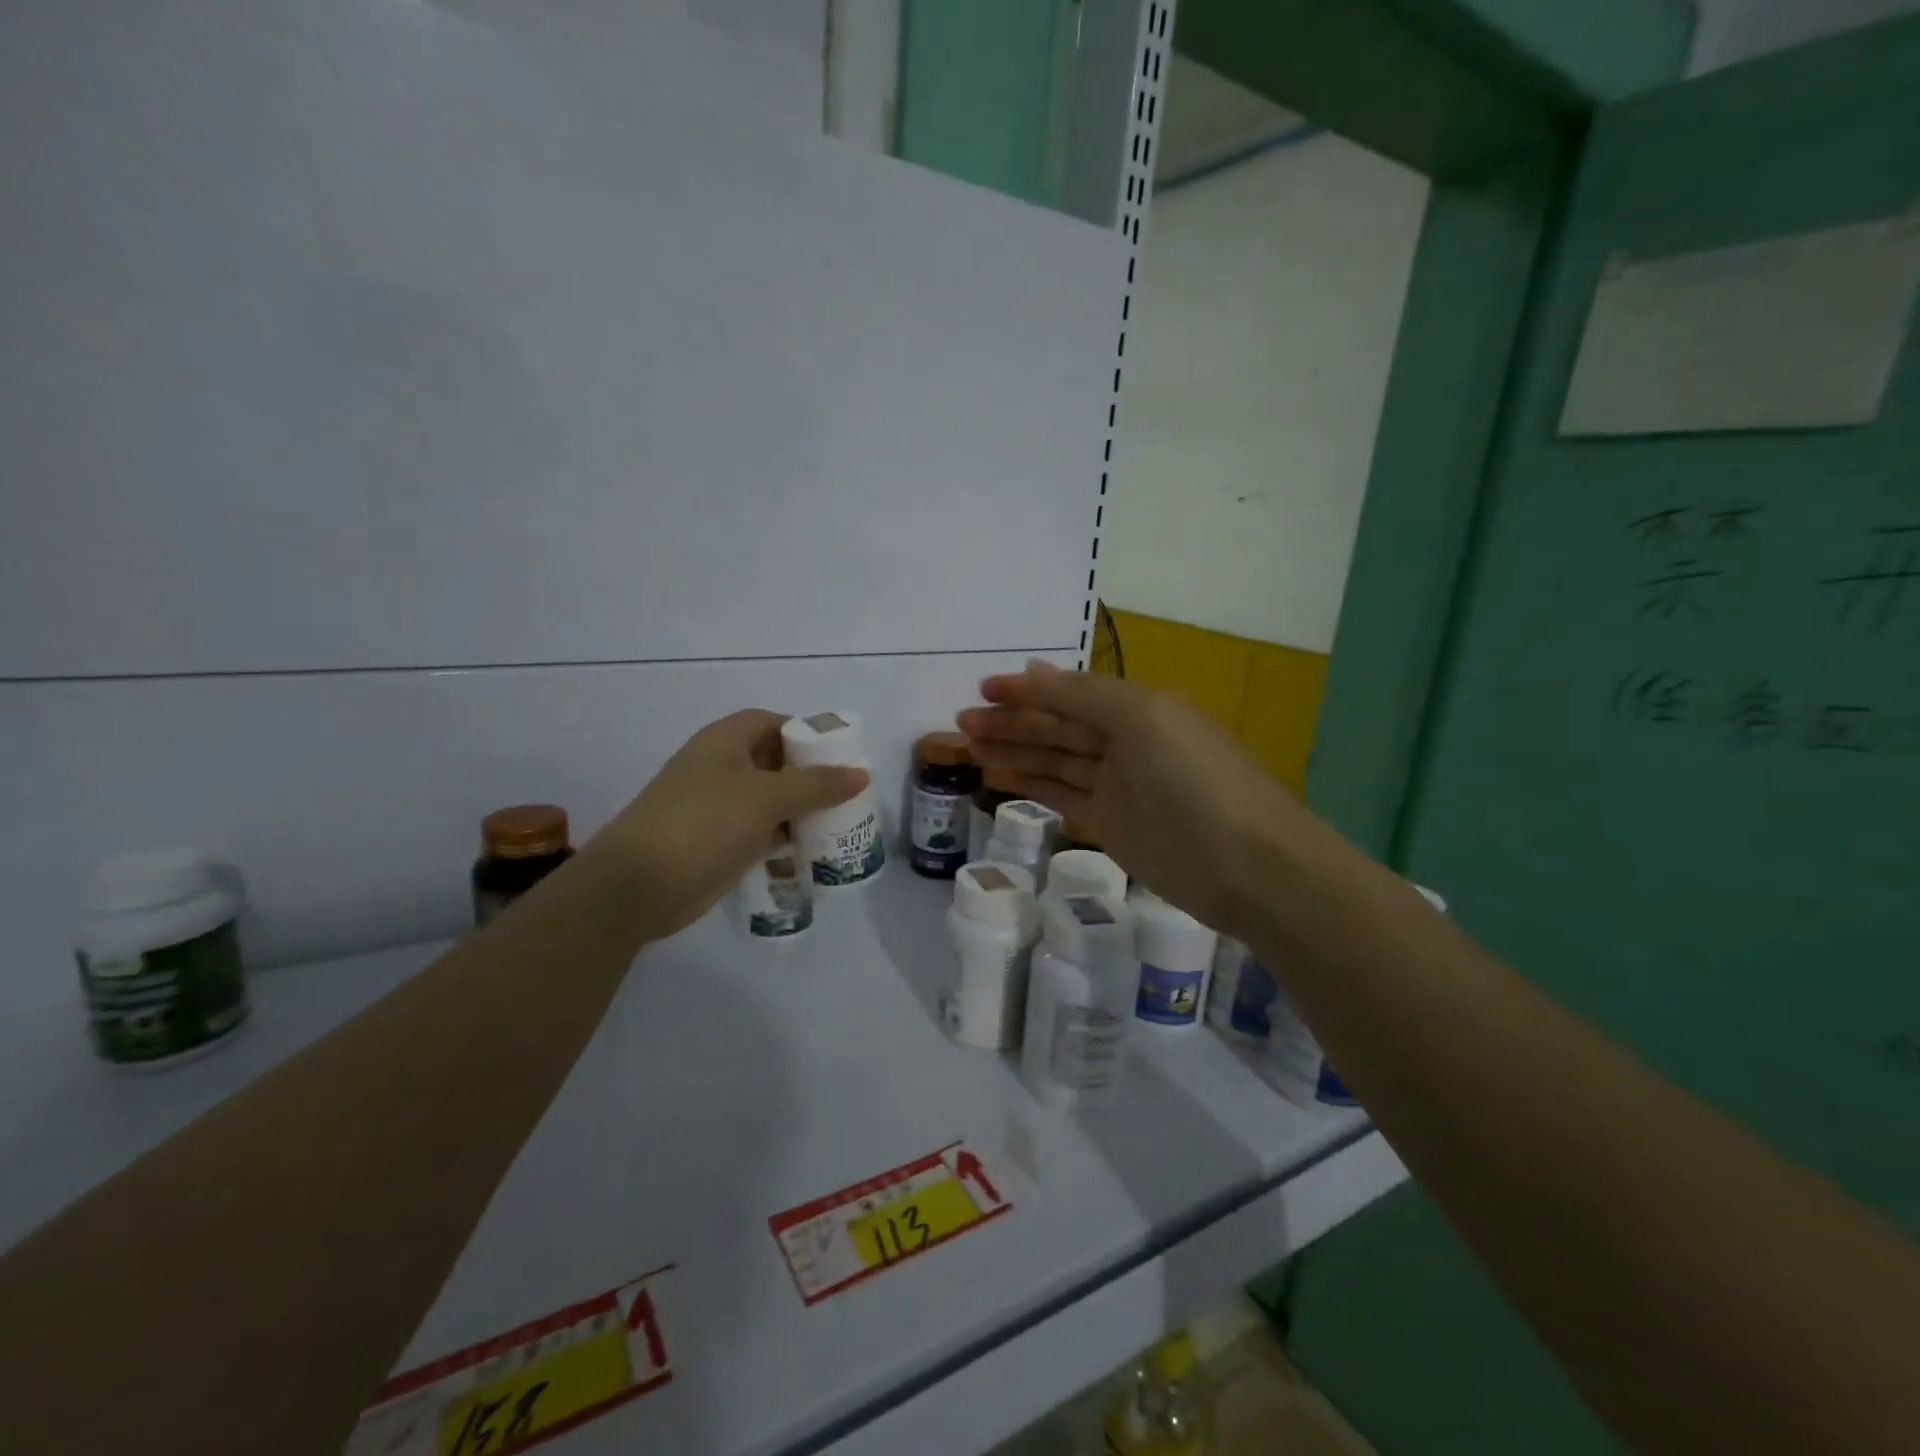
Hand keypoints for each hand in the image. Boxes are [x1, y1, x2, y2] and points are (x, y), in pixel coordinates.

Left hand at [585, 710, 868, 942]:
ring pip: (773, 801)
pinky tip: (819, 849)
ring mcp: (720, 809)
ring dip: (804, 810)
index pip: (772, 723)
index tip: (841, 752)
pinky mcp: (722, 844)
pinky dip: (789, 838)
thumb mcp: (766, 797)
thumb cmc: (704, 822)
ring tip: (845, 821)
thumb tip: (862, 774)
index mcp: (725, 742)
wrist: (640, 885)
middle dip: (812, 775)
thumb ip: (817, 784)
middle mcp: (722, 769)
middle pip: (776, 763)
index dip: (805, 732)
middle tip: (851, 791)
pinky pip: (765, 833)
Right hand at [958, 661, 1325, 937]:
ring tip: (968, 747)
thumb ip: (1083, 696)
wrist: (1249, 867)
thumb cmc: (1196, 782)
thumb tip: (1034, 670)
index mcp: (1138, 709)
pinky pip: (1060, 796)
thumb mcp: (1143, 721)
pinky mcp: (1109, 825)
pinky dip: (1029, 785)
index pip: (1070, 693)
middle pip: (1057, 726)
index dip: (1027, 690)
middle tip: (962, 722)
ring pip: (1053, 761)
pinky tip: (997, 777)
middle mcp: (1125, 742)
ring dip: (1013, 752)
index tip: (982, 689)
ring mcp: (1117, 786)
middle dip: (1011, 722)